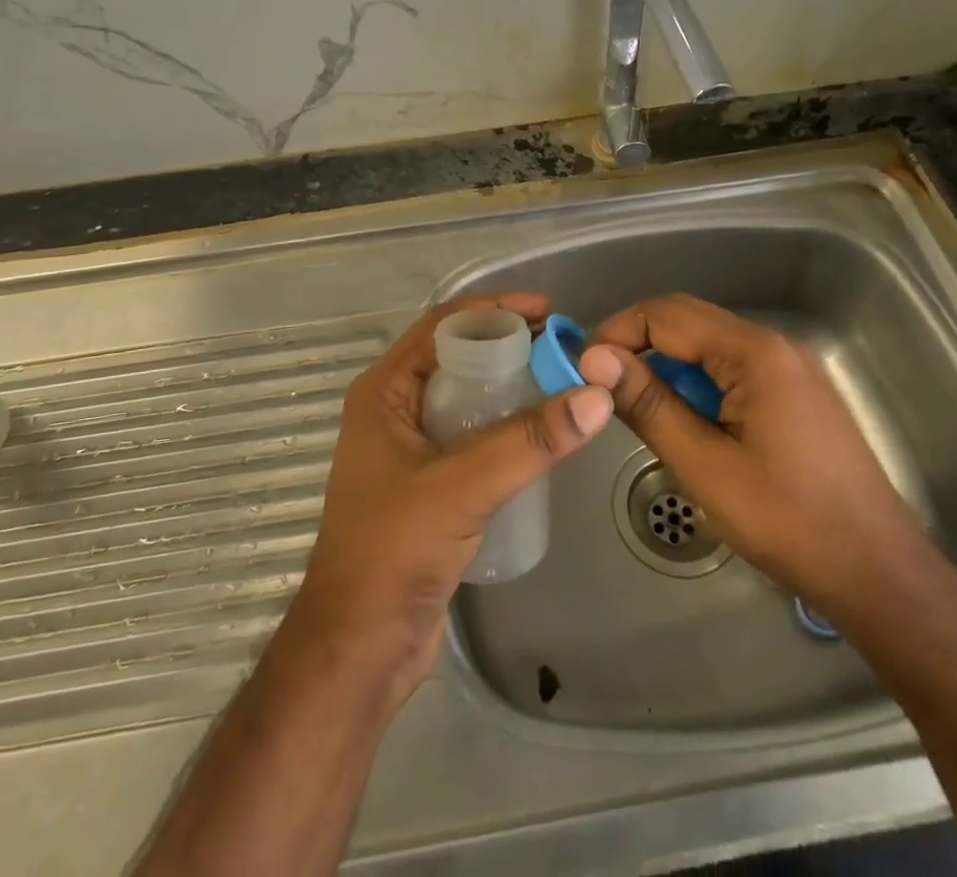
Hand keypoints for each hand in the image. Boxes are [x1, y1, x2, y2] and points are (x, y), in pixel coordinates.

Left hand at [282, 294, 613, 707]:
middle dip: (509, 346)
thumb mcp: (462, 486)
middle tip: (563, 347)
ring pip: (468, 399)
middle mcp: (394, 410)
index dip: (494, 311)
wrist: (360, 647)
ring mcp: (410, 449)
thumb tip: (597, 395)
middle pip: (458, 358)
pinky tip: (542, 434)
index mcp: (384, 392)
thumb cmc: (393, 551)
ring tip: (563, 383)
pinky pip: (473, 437)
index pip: (443, 327)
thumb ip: (529, 441)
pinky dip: (506, 426)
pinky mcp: (429, 485)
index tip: (547, 310)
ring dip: (511, 386)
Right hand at [579, 294, 923, 619]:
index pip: (667, 315)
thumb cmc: (787, 520)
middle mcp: (775, 345)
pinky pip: (733, 368)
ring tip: (636, 404)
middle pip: (690, 321)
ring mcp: (791, 367)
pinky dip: (698, 382)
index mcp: (754, 353)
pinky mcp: (797, 392)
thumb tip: (593, 359)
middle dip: (638, 343)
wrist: (878, 573)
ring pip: (710, 345)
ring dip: (668, 365)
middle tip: (601, 383)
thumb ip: (648, 404)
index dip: (618, 333)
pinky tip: (685, 419)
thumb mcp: (704, 464)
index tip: (584, 368)